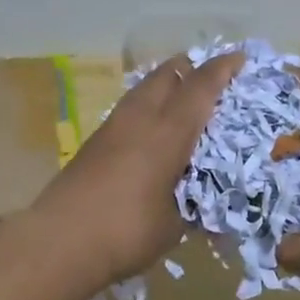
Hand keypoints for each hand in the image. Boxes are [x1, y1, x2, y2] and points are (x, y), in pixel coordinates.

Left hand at [30, 50, 244, 286]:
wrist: (58, 240)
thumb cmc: (125, 231)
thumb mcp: (173, 225)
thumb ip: (192, 207)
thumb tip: (202, 206)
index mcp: (167, 132)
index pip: (200, 87)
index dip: (222, 69)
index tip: (240, 58)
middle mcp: (140, 118)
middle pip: (166, 74)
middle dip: (190, 68)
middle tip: (211, 79)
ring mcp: (112, 127)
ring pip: (143, 89)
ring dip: (166, 86)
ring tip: (183, 102)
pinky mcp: (94, 142)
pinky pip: (129, 109)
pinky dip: (147, 107)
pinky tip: (153, 131)